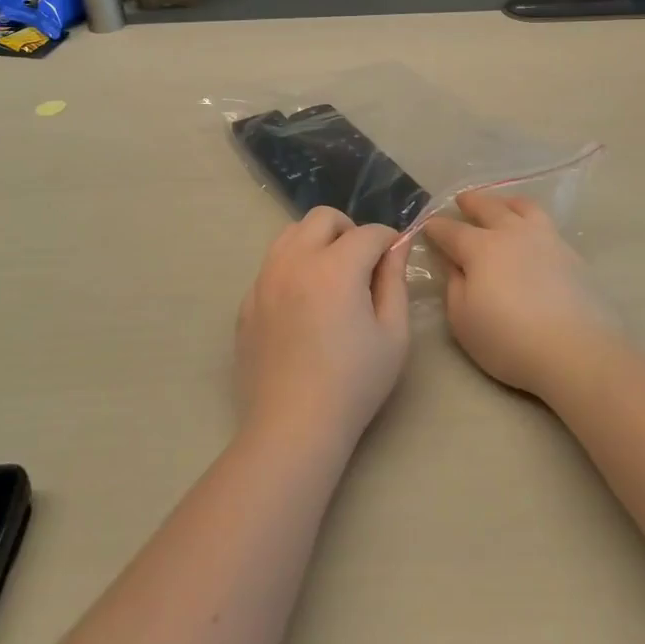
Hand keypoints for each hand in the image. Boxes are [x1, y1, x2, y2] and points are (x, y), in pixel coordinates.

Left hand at [235, 207, 411, 450]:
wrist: (293, 426)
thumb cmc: (354, 383)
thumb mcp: (393, 335)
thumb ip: (395, 281)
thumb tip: (397, 246)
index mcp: (335, 267)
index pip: (368, 233)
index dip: (389, 241)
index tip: (396, 259)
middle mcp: (295, 261)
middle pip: (323, 218)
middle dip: (349, 230)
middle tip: (362, 264)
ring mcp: (264, 280)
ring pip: (290, 234)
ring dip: (316, 242)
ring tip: (331, 277)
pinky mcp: (247, 302)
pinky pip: (271, 266)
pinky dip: (292, 268)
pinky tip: (303, 305)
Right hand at [422, 193, 620, 399]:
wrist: (574, 350)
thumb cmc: (508, 339)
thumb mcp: (463, 320)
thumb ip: (453, 285)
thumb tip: (452, 263)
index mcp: (480, 248)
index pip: (451, 230)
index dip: (436, 228)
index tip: (427, 226)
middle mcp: (511, 233)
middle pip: (488, 207)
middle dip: (471, 202)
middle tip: (462, 200)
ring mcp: (544, 239)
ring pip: (522, 207)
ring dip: (505, 202)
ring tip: (501, 204)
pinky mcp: (569, 252)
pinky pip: (544, 222)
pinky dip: (530, 218)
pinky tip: (531, 233)